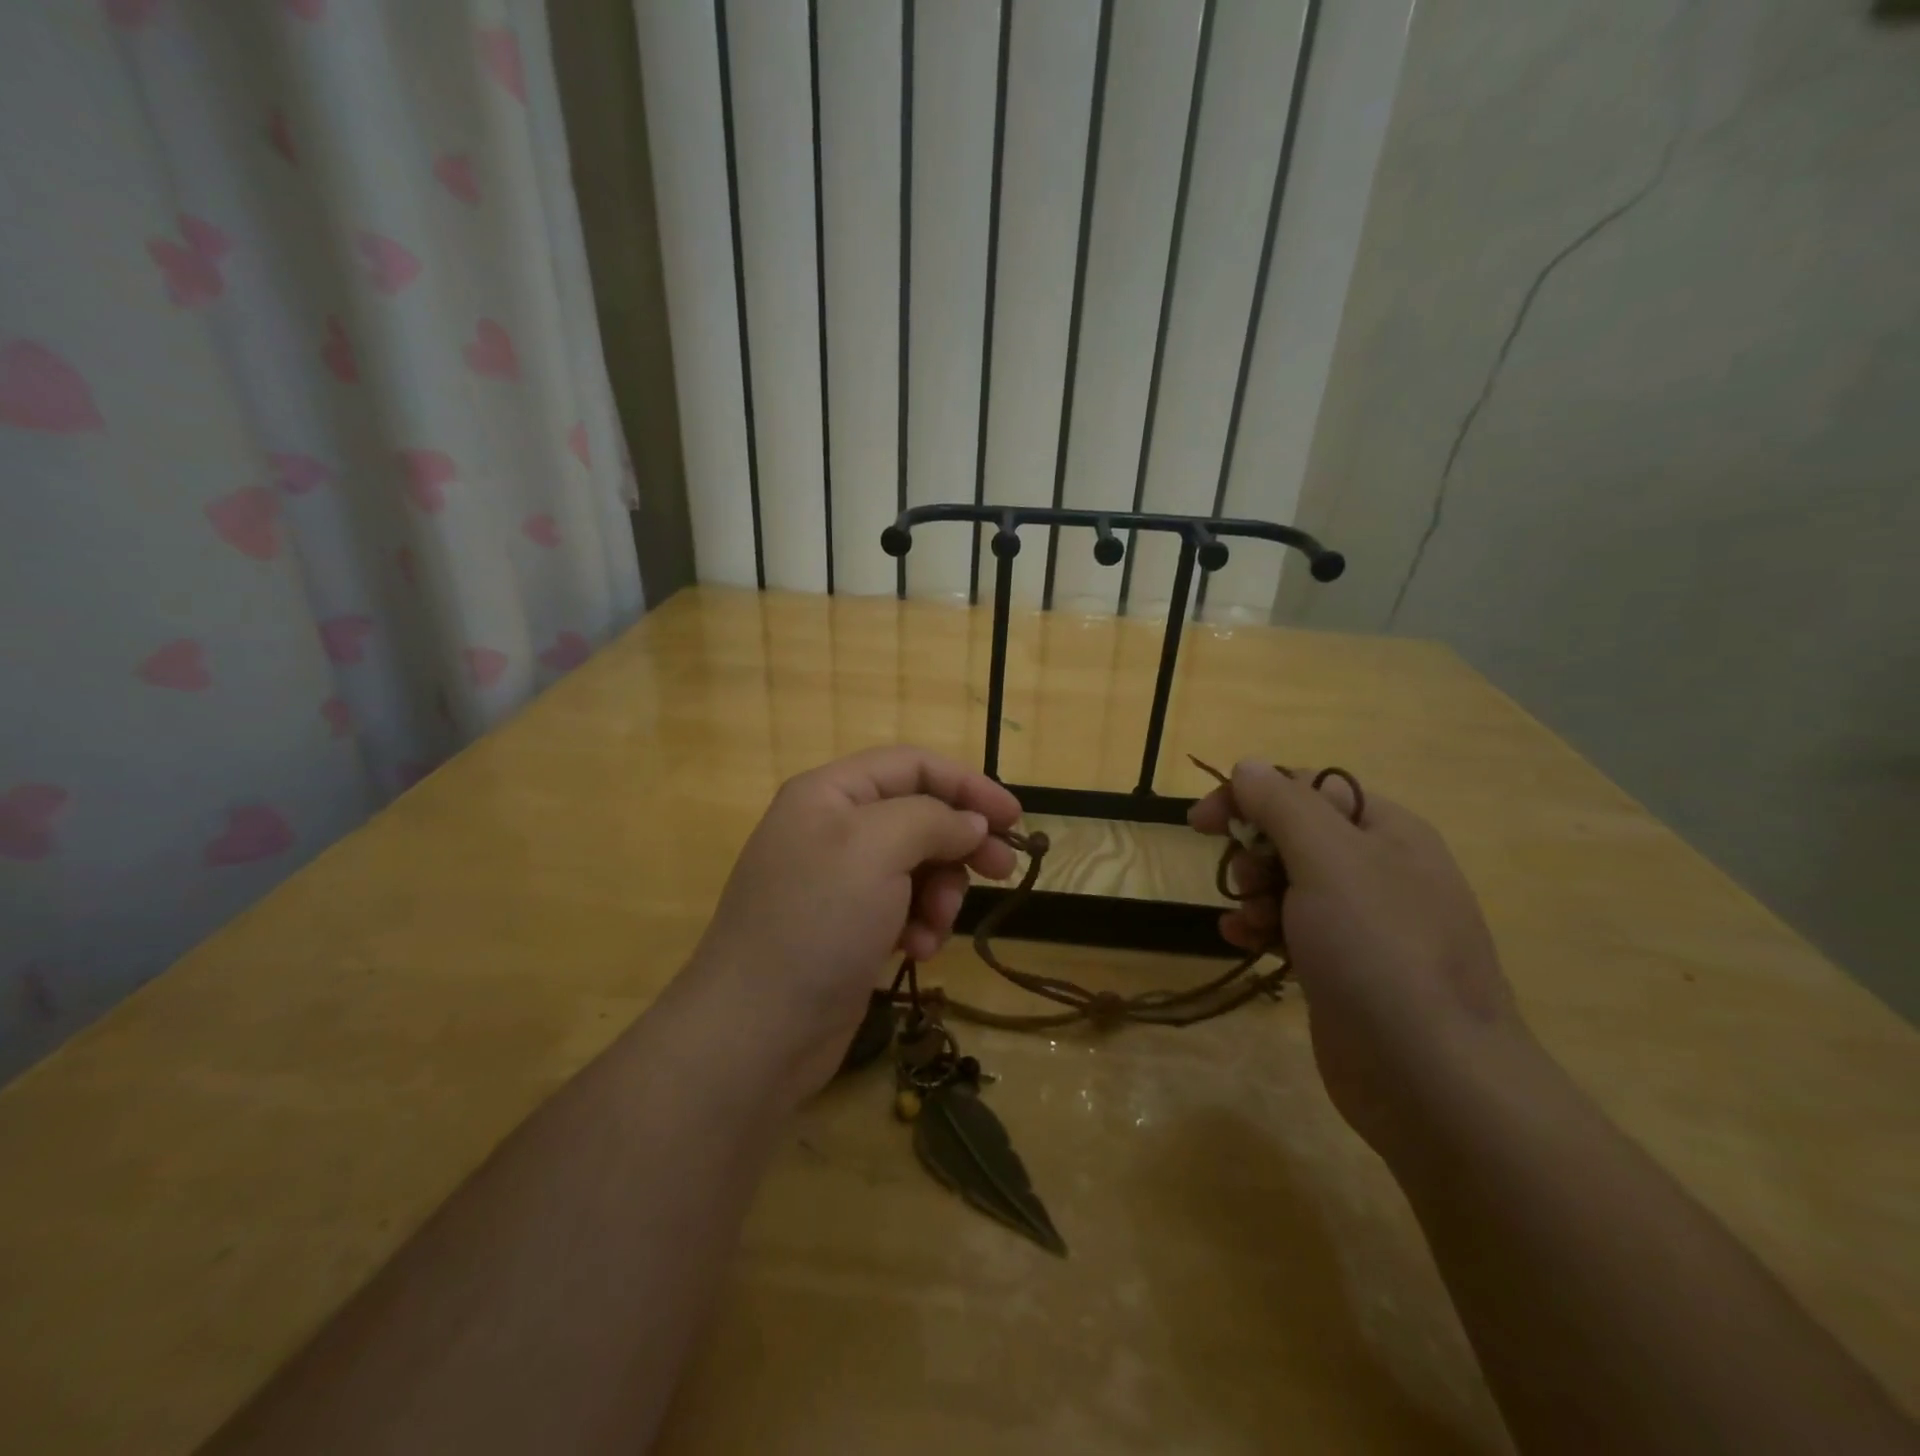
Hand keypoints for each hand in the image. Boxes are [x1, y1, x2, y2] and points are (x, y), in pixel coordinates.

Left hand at [686, 747, 1022, 1102]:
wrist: (756, 1032)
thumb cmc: (818, 922)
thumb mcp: (878, 849)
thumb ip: (933, 820)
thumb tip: (970, 823)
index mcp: (830, 793)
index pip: (912, 765)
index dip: (967, 785)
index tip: (1014, 818)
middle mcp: (832, 828)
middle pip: (918, 815)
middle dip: (959, 844)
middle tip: (1001, 871)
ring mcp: (838, 881)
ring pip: (916, 865)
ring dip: (939, 893)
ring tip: (934, 928)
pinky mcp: (847, 927)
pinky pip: (902, 907)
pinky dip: (918, 924)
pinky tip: (916, 952)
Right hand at [1189, 760, 1526, 1154]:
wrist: (1431, 1077)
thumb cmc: (1378, 950)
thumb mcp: (1328, 859)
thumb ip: (1283, 805)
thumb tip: (1248, 765)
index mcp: (1386, 831)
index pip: (1307, 786)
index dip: (1251, 794)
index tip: (1202, 821)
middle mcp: (1378, 869)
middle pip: (1294, 834)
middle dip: (1254, 850)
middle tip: (1241, 879)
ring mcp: (1363, 922)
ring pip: (1288, 882)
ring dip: (1252, 892)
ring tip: (1245, 919)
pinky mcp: (1343, 967)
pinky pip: (1290, 927)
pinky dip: (1261, 926)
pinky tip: (1240, 940)